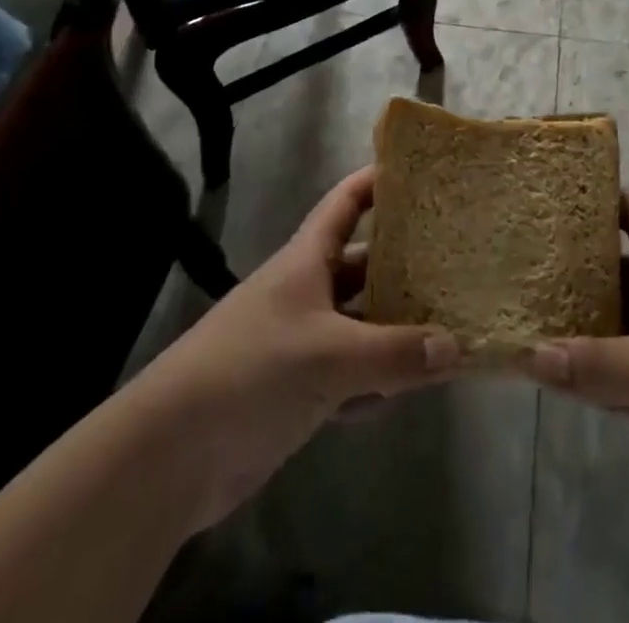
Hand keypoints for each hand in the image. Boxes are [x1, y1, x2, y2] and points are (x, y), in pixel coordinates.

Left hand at [141, 167, 459, 534]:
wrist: (172, 455)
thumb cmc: (252, 372)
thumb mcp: (330, 356)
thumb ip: (395, 353)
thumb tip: (455, 348)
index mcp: (306, 260)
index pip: (347, 202)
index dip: (378, 181)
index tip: (420, 172)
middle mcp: (306, 291)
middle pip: (362, 265)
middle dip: (403, 264)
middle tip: (456, 262)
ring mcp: (300, 341)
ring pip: (360, 323)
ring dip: (396, 328)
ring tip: (449, 326)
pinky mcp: (297, 389)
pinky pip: (349, 373)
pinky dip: (375, 379)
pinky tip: (408, 390)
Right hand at [525, 192, 628, 557]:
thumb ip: (595, 364)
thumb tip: (526, 353)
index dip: (604, 197)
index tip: (557, 189)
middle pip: (621, 269)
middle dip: (579, 262)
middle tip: (526, 254)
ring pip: (619, 323)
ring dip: (582, 320)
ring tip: (528, 307)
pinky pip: (623, 371)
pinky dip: (594, 370)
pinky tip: (557, 373)